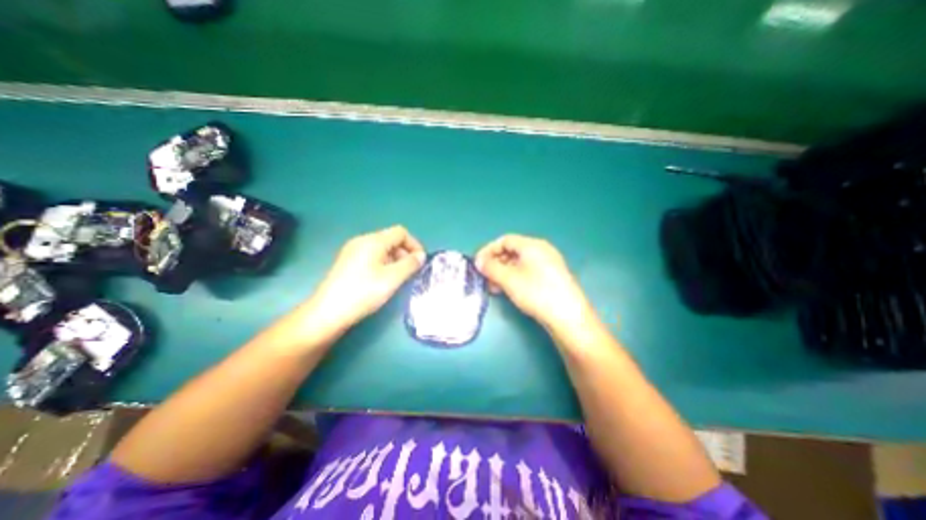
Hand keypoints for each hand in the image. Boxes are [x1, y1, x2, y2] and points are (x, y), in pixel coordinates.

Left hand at [287, 226, 426, 347]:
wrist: (328, 312)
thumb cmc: (363, 292)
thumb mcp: (392, 278)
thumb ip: (410, 264)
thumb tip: (421, 256)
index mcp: (373, 240)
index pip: (401, 232)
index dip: (414, 244)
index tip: (420, 262)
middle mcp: (362, 240)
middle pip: (390, 239)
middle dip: (404, 253)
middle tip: (410, 272)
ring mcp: (352, 251)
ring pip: (381, 248)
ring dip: (394, 259)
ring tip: (397, 278)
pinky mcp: (347, 262)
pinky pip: (371, 256)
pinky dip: (383, 263)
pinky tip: (382, 280)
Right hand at [474, 233, 597, 332]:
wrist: (568, 316)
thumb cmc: (536, 292)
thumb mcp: (509, 279)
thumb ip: (491, 268)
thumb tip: (478, 261)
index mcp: (532, 245)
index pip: (504, 240)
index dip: (488, 250)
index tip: (478, 264)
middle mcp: (541, 250)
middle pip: (512, 251)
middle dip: (495, 263)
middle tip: (484, 277)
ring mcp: (548, 264)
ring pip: (519, 263)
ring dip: (503, 272)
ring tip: (494, 287)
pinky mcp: (551, 277)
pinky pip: (527, 271)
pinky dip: (514, 278)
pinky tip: (508, 290)